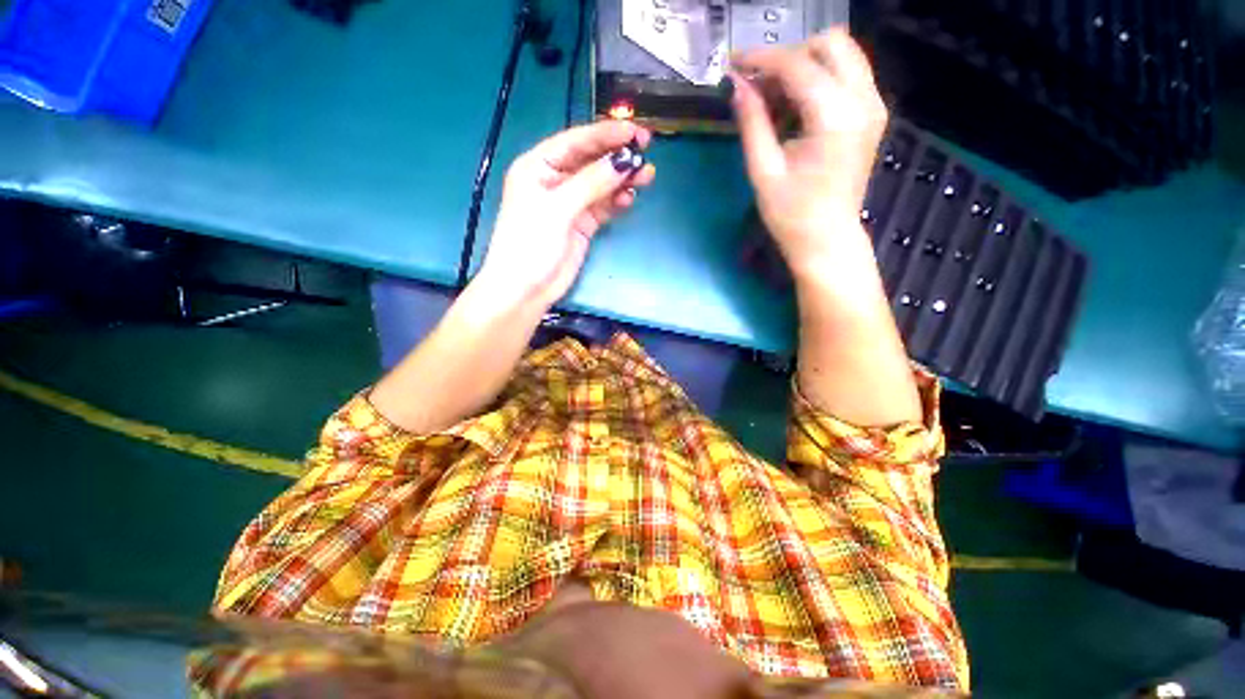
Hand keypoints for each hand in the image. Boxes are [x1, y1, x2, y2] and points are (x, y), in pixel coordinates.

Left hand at [477, 121, 656, 309]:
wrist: (525, 289)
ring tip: (647, 175)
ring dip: (622, 179)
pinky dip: (616, 201)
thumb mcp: (558, 209)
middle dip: (617, 155)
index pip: (576, 142)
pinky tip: (630, 197)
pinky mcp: (581, 224)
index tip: (635, 132)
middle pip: (591, 161)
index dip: (606, 134)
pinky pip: (603, 206)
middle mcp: (555, 180)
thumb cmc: (530, 244)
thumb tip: (625, 161)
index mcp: (539, 166)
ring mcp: (570, 204)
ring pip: (601, 184)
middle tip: (647, 149)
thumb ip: (591, 183)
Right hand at [730, 29, 887, 277]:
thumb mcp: (764, 171)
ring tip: (773, 99)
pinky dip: (819, 80)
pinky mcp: (871, 116)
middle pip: (830, 44)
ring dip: (804, 66)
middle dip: (789, 57)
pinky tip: (795, 108)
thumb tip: (737, 86)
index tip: (733, 63)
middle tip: (759, 85)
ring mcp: (873, 106)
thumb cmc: (792, 215)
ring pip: (842, 55)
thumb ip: (752, 123)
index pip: (797, 65)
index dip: (761, 59)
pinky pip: (847, 76)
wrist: (827, 239)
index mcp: (835, 116)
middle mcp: (863, 100)